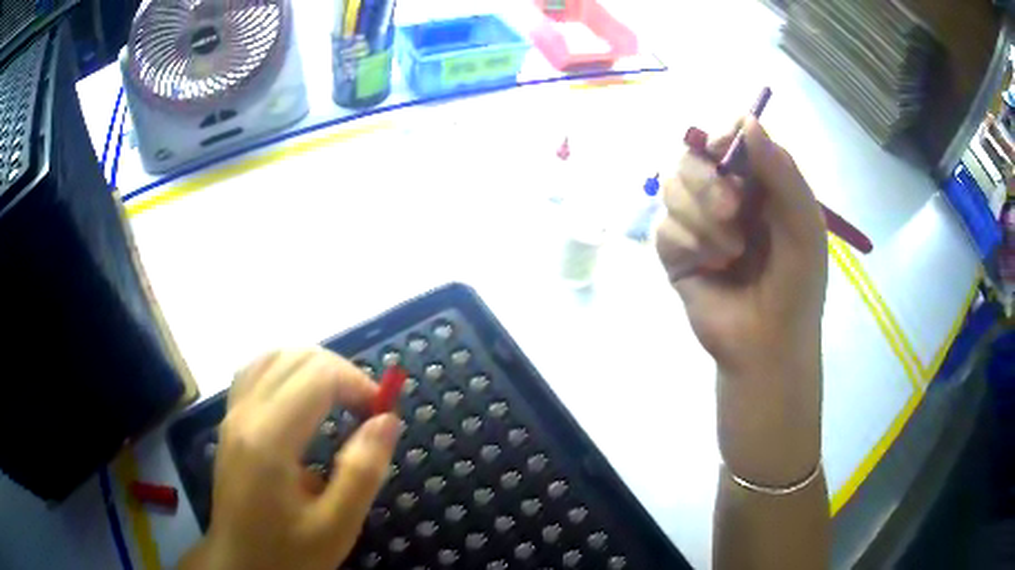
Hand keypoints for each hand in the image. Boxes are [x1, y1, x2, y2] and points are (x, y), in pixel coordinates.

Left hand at [179, 348, 399, 569]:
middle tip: (366, 409)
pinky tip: (301, 397)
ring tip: (339, 399)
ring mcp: (232, 414)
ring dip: (313, 367)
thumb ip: (363, 471)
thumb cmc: (289, 553)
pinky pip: (256, 372)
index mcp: (269, 439)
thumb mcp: (337, 526)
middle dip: (340, 372)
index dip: (357, 382)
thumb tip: (387, 419)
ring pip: (273, 356)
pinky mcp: (229, 422)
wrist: (240, 565)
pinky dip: (286, 370)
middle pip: (296, 357)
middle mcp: (245, 414)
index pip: (317, 374)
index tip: (381, 413)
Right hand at [655, 118, 827, 484]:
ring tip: (730, 255)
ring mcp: (696, 222)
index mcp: (757, 184)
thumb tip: (746, 120)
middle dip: (707, 183)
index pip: (728, 138)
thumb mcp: (804, 226)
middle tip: (731, 212)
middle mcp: (723, 195)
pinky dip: (688, 244)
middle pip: (690, 156)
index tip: (722, 152)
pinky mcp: (675, 250)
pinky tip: (710, 268)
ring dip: (701, 220)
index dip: (720, 137)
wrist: (767, 344)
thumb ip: (782, 173)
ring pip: (672, 188)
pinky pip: (663, 226)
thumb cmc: (797, 285)